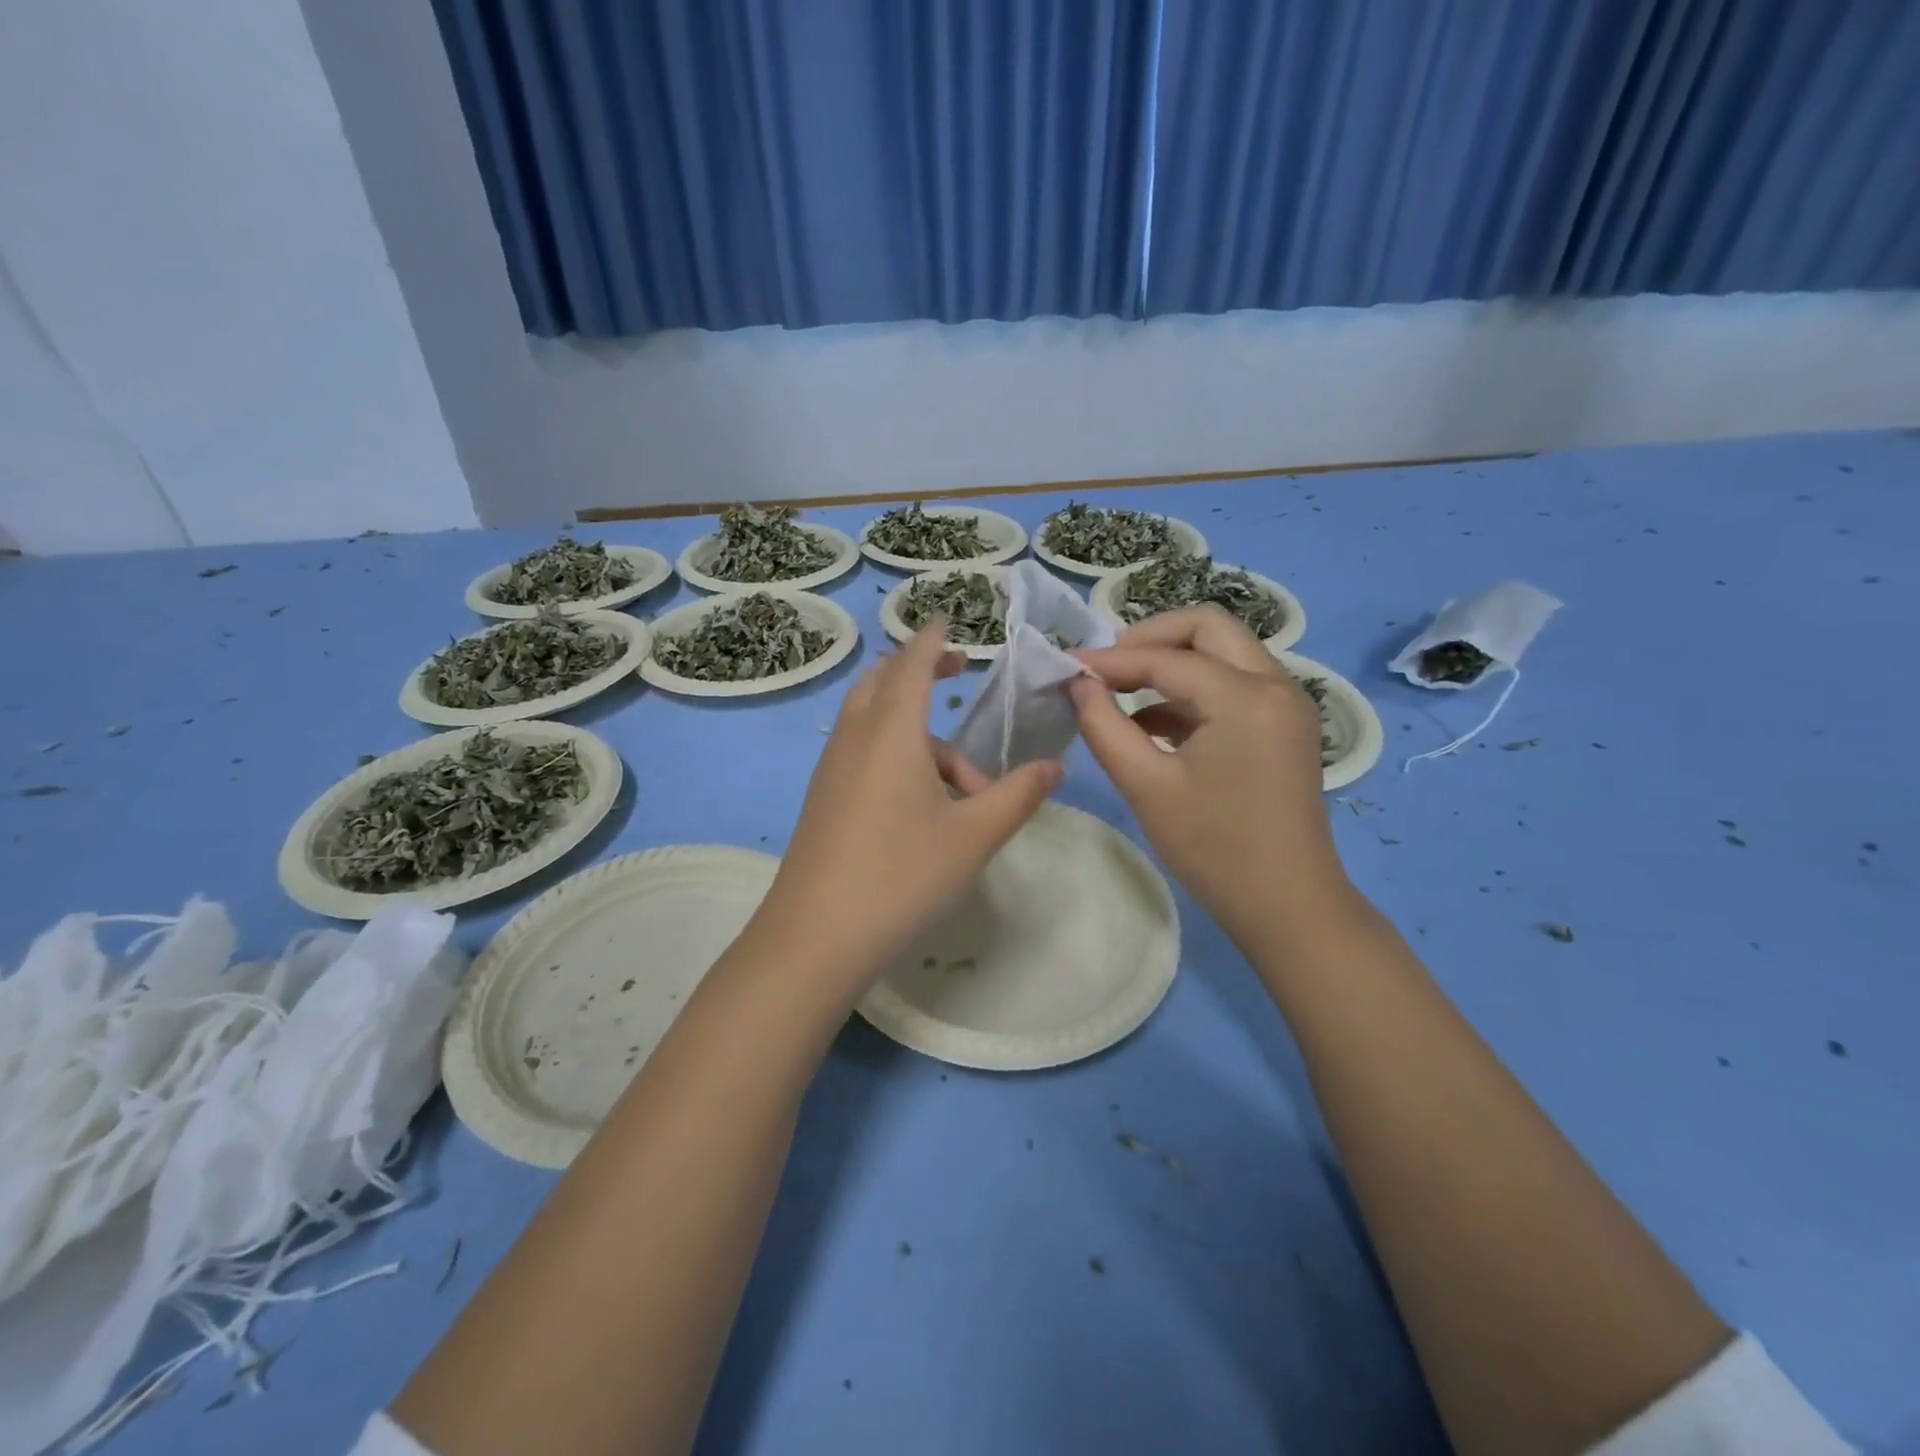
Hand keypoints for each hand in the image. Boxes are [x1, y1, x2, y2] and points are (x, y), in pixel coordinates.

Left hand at [752, 621, 1060, 999]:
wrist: (816, 936)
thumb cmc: (901, 875)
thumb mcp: (974, 837)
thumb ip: (1017, 796)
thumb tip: (1053, 767)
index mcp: (892, 731)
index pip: (913, 663)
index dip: (932, 638)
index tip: (947, 618)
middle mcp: (856, 737)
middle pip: (884, 681)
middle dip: (921, 670)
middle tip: (957, 675)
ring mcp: (832, 768)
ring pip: (874, 722)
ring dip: (918, 733)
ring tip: (965, 786)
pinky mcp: (823, 797)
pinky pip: (862, 751)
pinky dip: (895, 754)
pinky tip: (925, 806)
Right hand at [1070, 607, 1351, 942]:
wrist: (1287, 905)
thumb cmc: (1214, 848)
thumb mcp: (1146, 786)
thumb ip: (1104, 726)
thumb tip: (1079, 684)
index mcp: (1246, 697)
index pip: (1166, 659)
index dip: (1110, 660)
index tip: (1066, 667)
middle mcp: (1275, 685)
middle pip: (1208, 628)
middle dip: (1150, 638)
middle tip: (1107, 666)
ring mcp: (1285, 704)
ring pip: (1223, 653)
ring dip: (1172, 662)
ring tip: (1120, 690)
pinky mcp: (1283, 726)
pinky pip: (1233, 685)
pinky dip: (1191, 691)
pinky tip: (1151, 723)